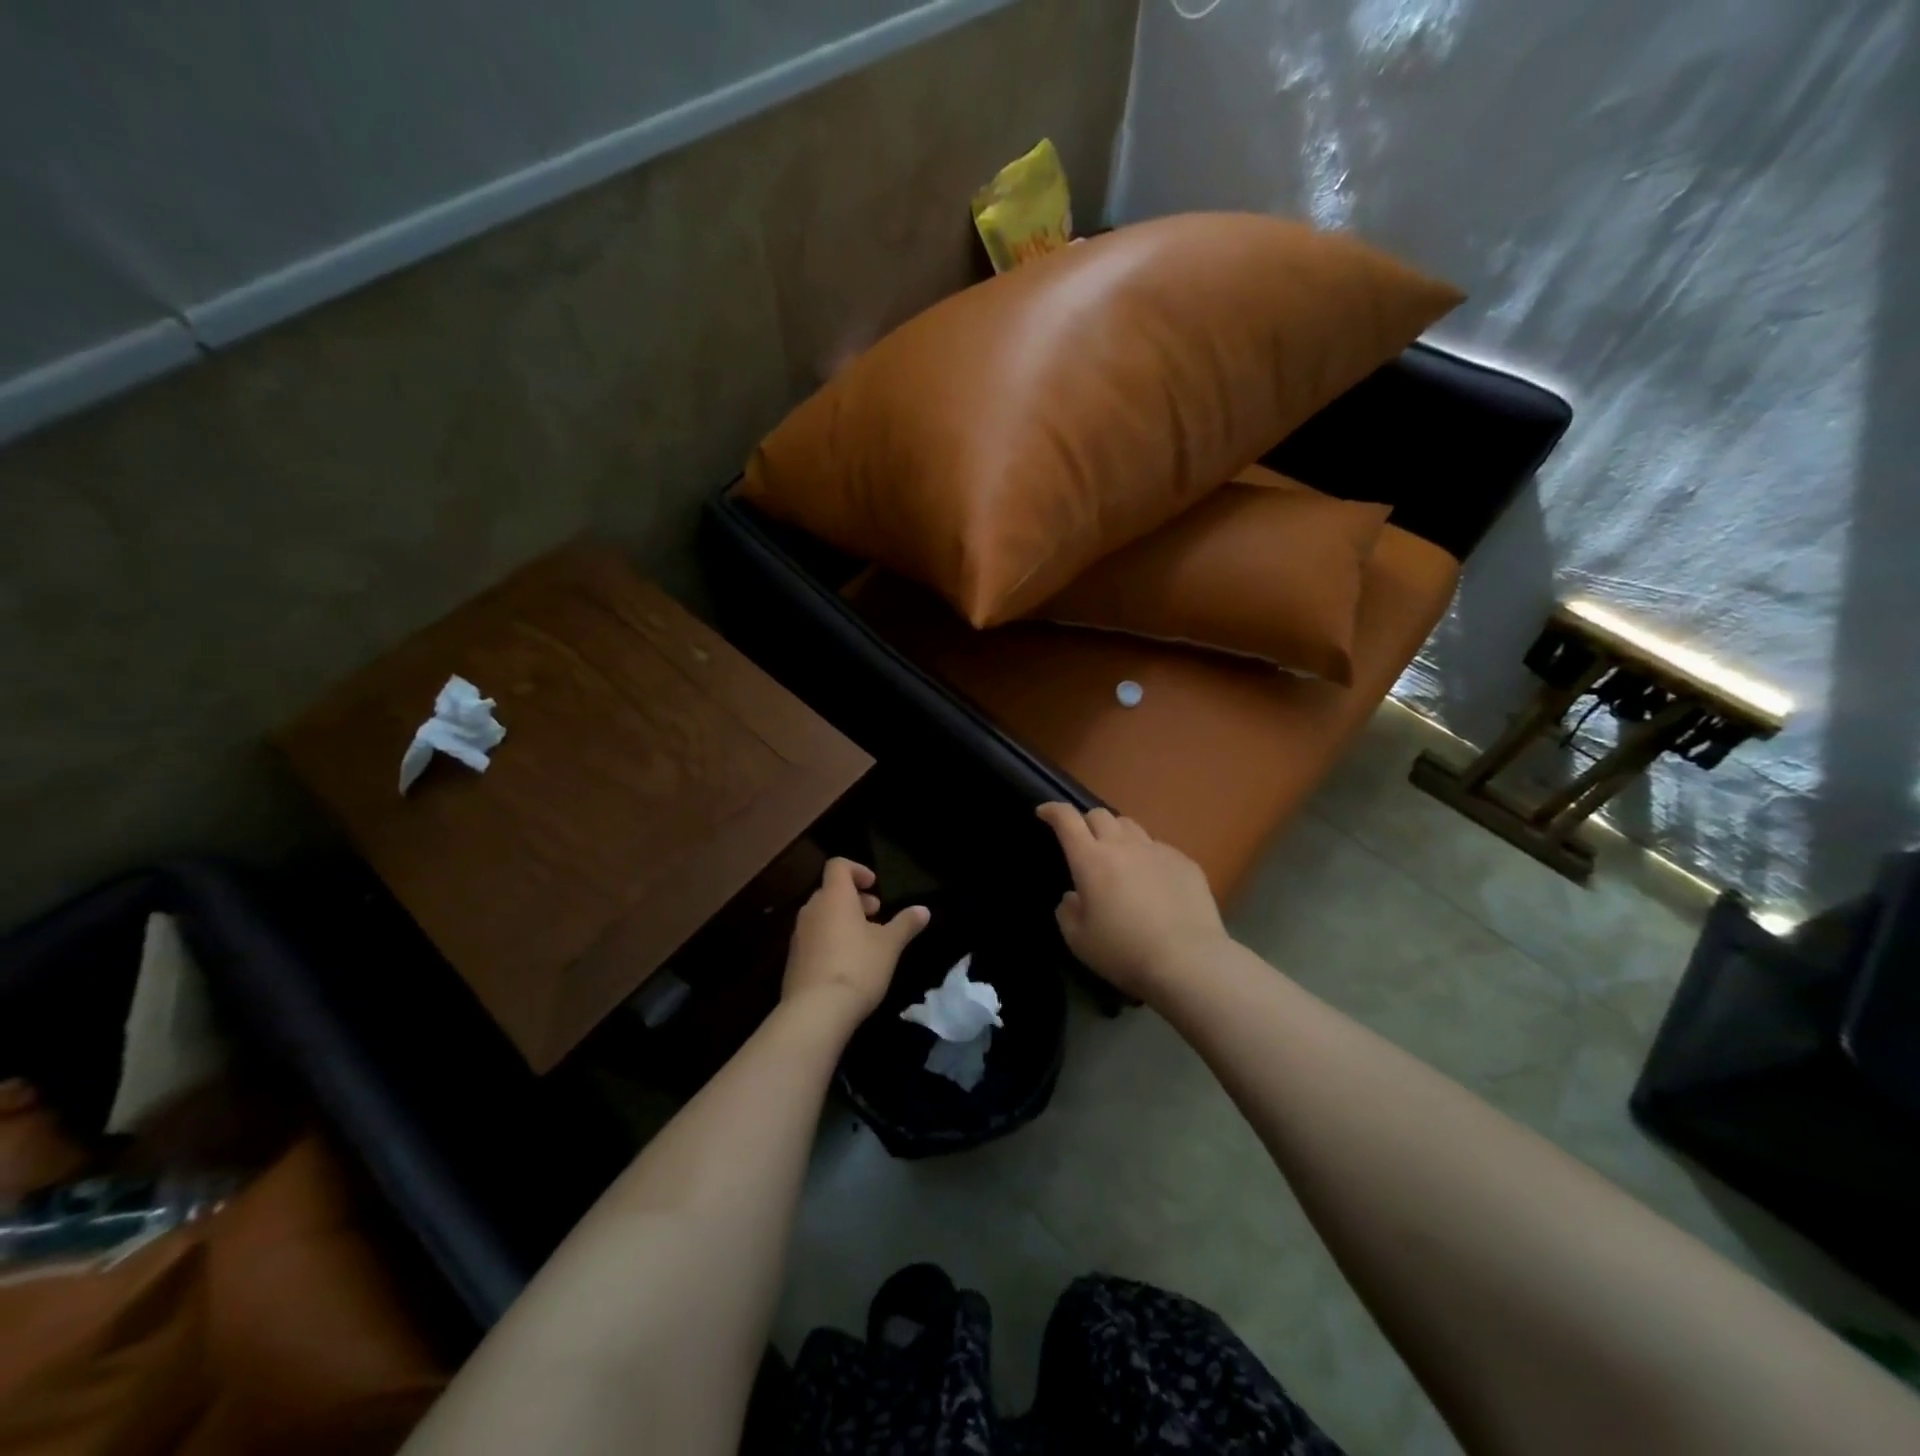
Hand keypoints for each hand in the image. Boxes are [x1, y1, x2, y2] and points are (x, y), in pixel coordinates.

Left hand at [783, 858, 929, 1023]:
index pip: (838, 866)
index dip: (857, 870)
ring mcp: (798, 936)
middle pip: (830, 891)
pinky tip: (847, 965)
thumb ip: (905, 924)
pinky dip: (830, 940)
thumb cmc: (858, 967)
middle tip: (876, 914)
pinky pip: (813, 938)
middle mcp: (811, 910)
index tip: (875, 886)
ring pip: (821, 916)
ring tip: (865, 942)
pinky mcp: (793, 960)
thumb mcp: (890, 945)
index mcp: (834, 897)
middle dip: (854, 899)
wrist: (815, 1012)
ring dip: (842, 920)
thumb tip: (923, 909)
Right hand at [1036, 804, 1229, 1002]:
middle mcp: (1123, 846)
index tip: (1044, 812)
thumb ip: (1067, 912)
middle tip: (1083, 842)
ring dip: (1117, 834)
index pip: (1067, 819)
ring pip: (1131, 826)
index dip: (1053, 810)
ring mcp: (1157, 850)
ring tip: (1118, 857)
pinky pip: (1159, 848)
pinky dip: (1147, 856)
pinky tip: (1153, 880)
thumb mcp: (1079, 940)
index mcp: (1091, 860)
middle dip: (1086, 822)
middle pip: (1100, 815)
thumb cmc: (1124, 951)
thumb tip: (1073, 896)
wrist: (1188, 960)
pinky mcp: (1185, 862)